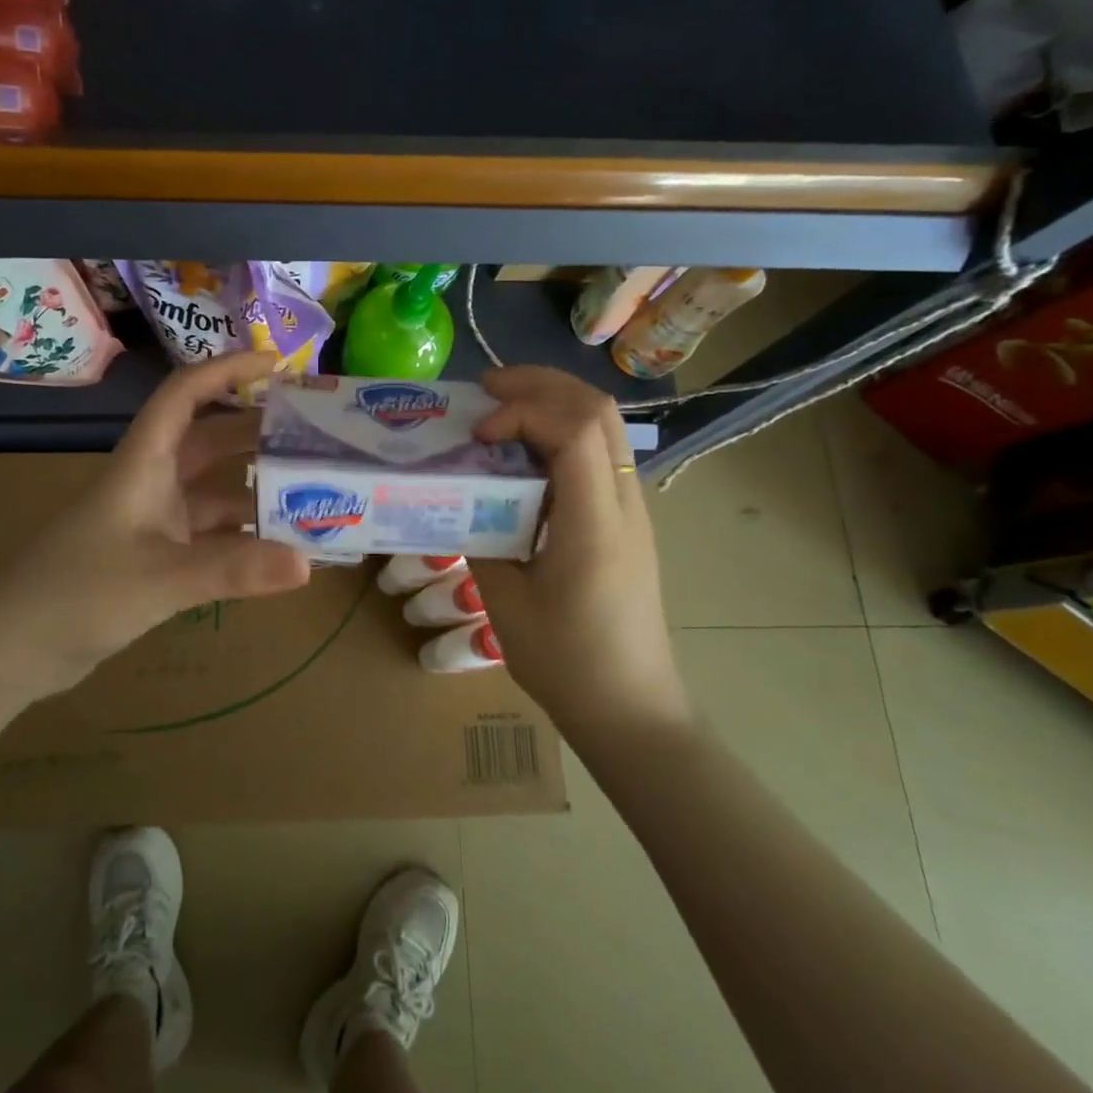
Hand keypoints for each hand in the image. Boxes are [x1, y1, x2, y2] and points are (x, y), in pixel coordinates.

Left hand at [0, 351, 311, 703]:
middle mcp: (150, 481)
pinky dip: (242, 536)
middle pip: (209, 438)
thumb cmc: (77, 595)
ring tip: (311, 489)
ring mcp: (151, 519)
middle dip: (257, 429)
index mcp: (144, 462)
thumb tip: (309, 564)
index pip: (186, 394)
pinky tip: (277, 548)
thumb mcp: (160, 578)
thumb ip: (233, 570)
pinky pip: (209, 532)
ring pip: (213, 488)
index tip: (280, 365)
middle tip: (314, 434)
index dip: (229, 370)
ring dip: (254, 486)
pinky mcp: (153, 555)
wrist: (10, 650)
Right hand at [469, 366, 688, 729]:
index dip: (522, 412)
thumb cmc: (566, 663)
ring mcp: (631, 507)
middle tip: (485, 389)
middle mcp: (624, 502)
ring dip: (552, 401)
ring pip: (604, 424)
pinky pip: (600, 451)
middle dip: (540, 384)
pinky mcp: (626, 518)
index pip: (575, 430)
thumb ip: (480, 536)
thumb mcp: (504, 601)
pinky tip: (523, 453)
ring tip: (500, 408)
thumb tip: (460, 494)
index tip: (479, 434)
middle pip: (598, 409)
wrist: (632, 708)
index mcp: (595, 523)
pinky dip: (560, 430)